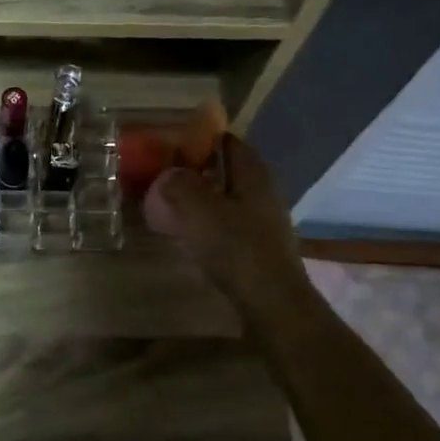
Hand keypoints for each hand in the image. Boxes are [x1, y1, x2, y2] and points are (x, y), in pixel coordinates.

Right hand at [143, 134, 310, 305]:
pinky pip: (230, 222)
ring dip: (205, 196)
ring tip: (174, 202)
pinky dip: (210, 221)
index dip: (205, 138)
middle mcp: (264, 193)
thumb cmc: (236, 248)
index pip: (231, 143)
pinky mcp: (259, 248)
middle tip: (169, 171)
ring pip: (230, 198)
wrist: (270, 302)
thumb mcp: (199, 210)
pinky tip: (191, 232)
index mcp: (253, 176)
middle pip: (231, 170)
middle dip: (202, 168)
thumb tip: (169, 173)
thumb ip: (180, 186)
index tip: (176, 141)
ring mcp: (265, 222)